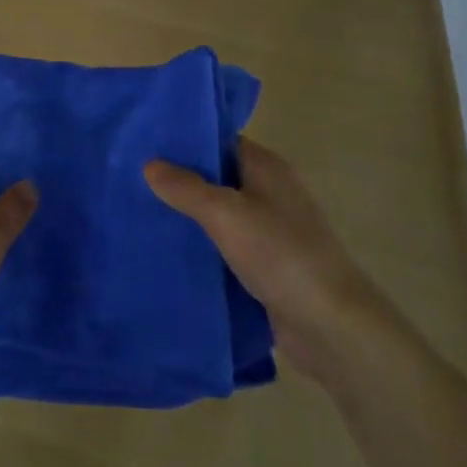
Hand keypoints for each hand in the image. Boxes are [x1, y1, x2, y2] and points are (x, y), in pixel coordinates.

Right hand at [145, 137, 363, 381]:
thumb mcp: (225, 214)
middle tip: (133, 180)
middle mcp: (269, 192)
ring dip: (189, 217)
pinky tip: (169, 252)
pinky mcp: (267, 266)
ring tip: (140, 214)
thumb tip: (149, 164)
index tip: (145, 144)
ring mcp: (270, 231)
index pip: (219, 139)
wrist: (332, 326)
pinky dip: (202, 248)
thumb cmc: (281, 254)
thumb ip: (186, 187)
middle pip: (217, 176)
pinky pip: (226, 247)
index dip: (185, 140)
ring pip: (220, 215)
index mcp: (266, 167)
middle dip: (180, 180)